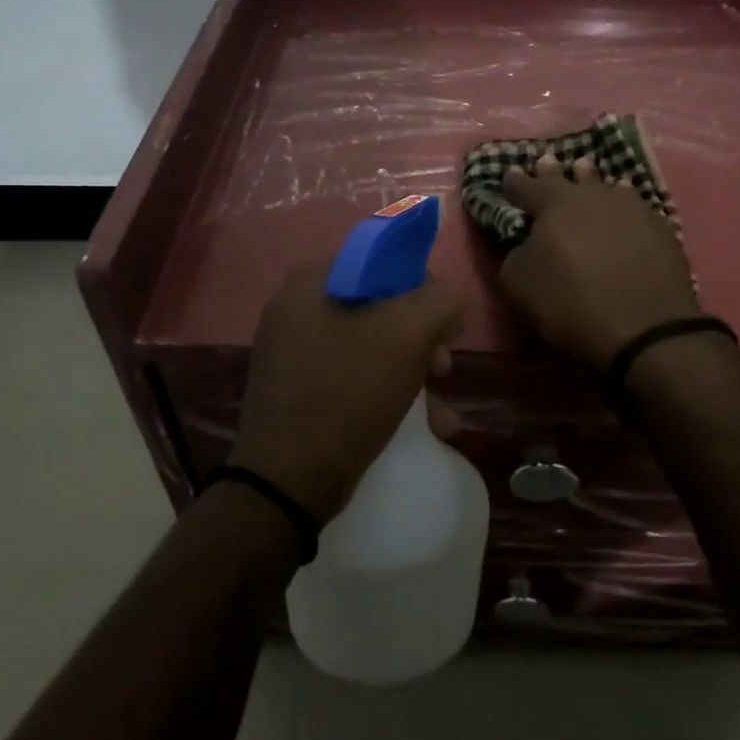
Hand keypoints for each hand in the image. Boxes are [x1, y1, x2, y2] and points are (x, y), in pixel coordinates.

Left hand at [230, 264, 464, 522]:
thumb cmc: (349, 392)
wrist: (288, 479)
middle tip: (443, 366)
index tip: (446, 324)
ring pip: (370, 345)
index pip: (383, 260)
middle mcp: (295, 308)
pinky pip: (352, 377)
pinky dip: (387, 392)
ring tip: (439, 409)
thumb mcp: (408, 334)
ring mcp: (292, 352)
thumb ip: (442, 299)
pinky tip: (423, 426)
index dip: (424, 287)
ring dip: (412, 371)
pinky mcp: (296, 391)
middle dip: (422, 337)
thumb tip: (451, 298)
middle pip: (379, 306)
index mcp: (313, 281)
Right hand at [498, 155, 700, 368]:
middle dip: (552, 172)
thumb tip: (522, 243)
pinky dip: (622, 203)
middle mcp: (592, 194)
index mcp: (553, 203)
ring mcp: (631, 206)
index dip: (513, 183)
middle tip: (546, 162)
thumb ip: (512, 254)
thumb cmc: (571, 304)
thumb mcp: (518, 285)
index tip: (507, 177)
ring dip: (591, 182)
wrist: (645, 329)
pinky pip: (633, 205)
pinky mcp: (660, 226)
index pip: (524, 185)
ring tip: (586, 176)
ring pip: (604, 185)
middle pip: (568, 176)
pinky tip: (623, 207)